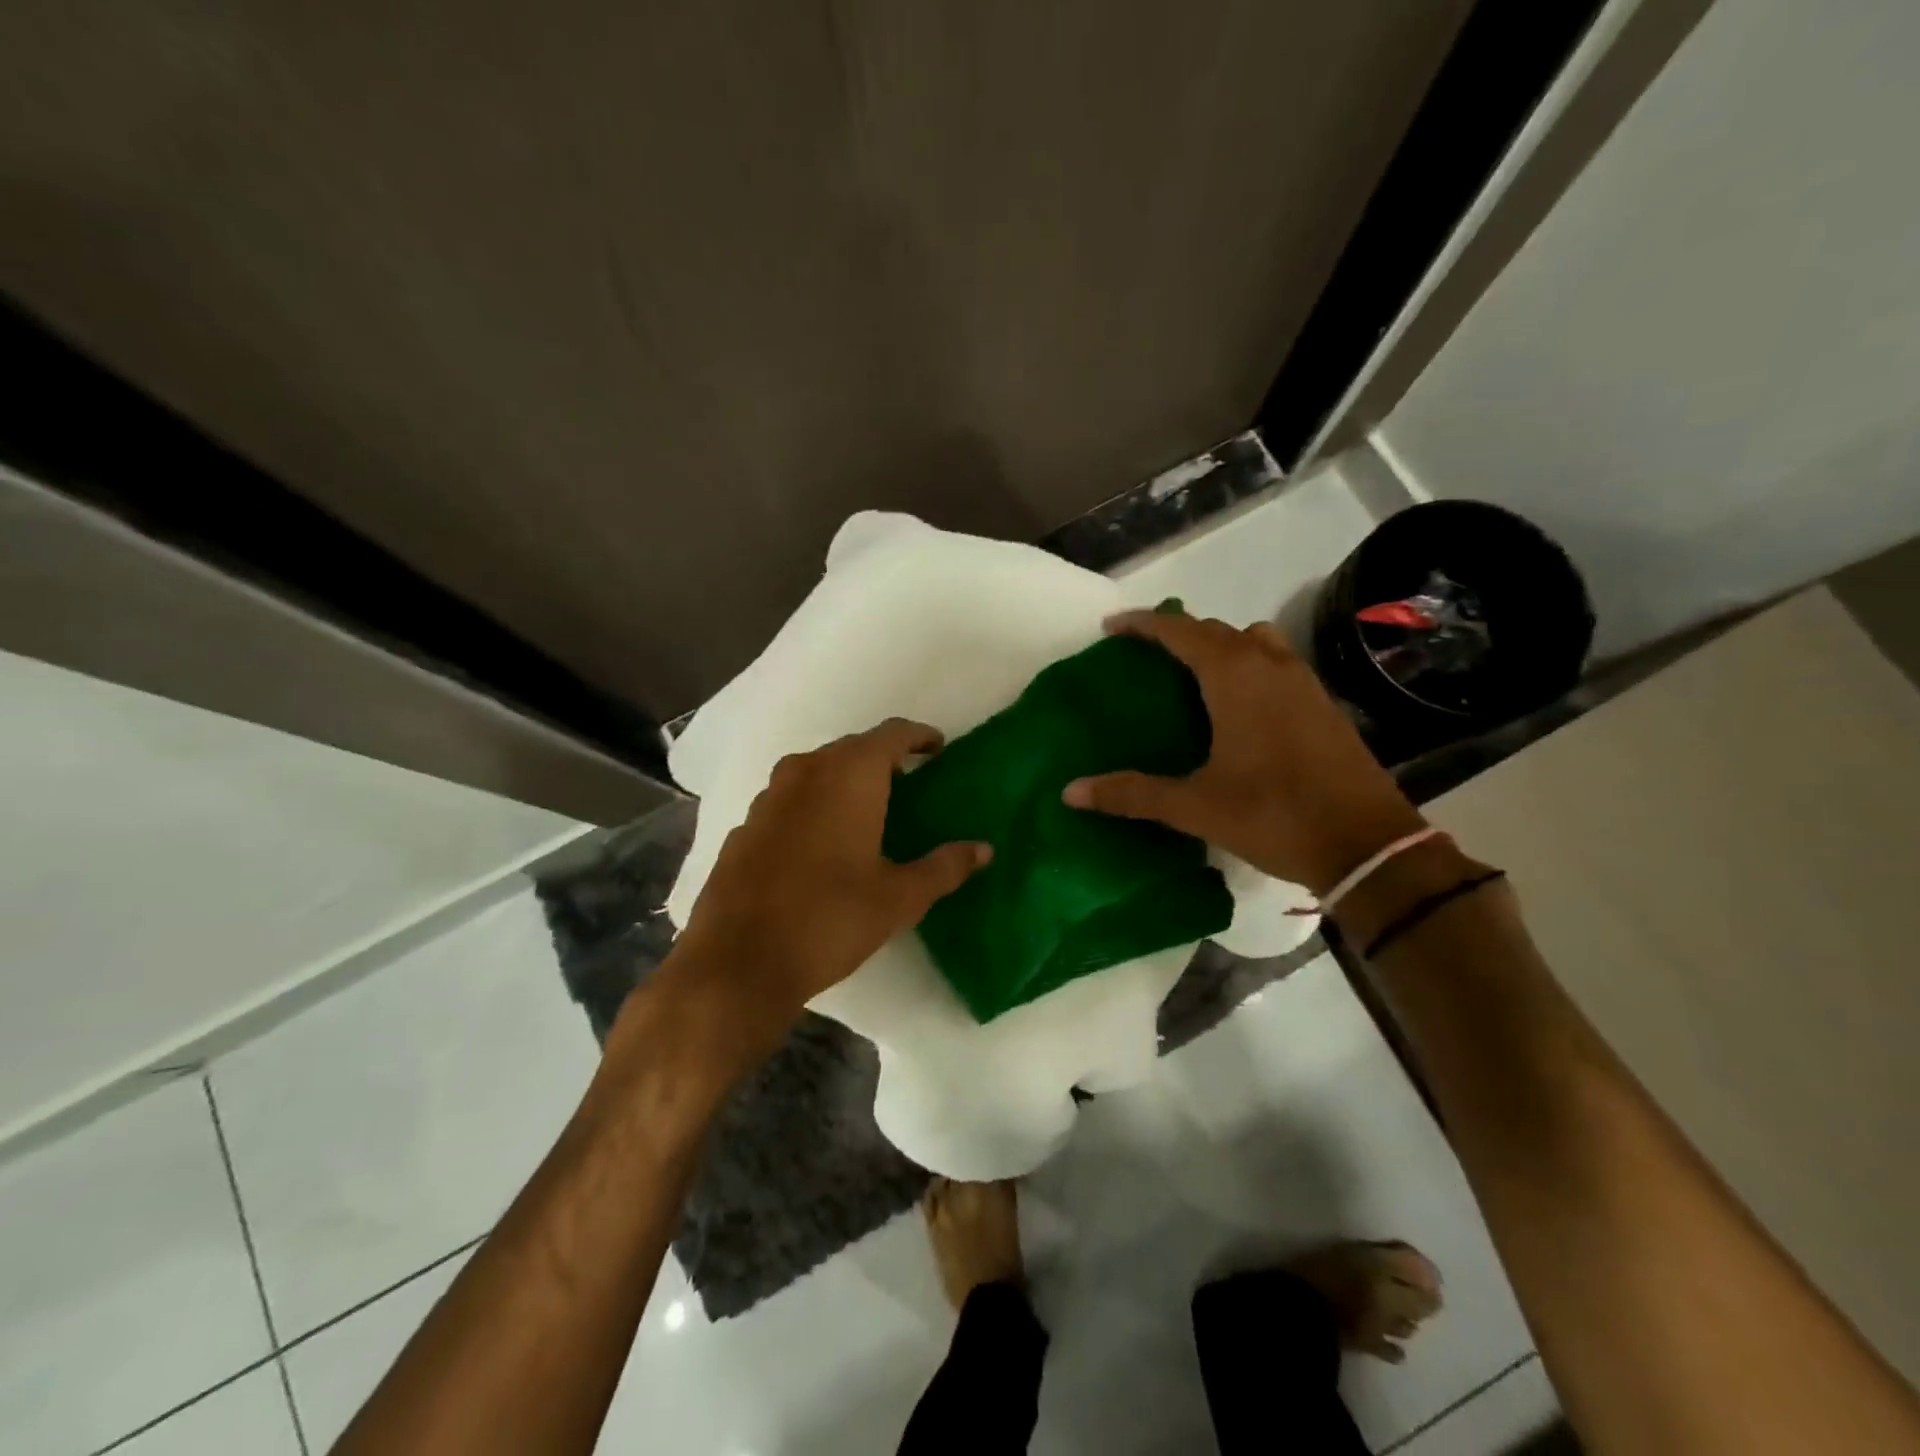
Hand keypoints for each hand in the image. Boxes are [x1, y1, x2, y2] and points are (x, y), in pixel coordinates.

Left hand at [670, 718, 990, 1046]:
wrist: (738, 962)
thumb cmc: (831, 919)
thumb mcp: (899, 897)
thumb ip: (944, 867)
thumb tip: (983, 850)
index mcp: (849, 776)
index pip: (892, 734)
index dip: (919, 737)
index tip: (938, 748)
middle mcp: (806, 771)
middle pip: (852, 748)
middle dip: (883, 759)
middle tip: (910, 783)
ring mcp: (769, 797)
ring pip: (817, 771)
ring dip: (845, 780)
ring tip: (868, 810)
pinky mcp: (745, 825)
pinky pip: (790, 798)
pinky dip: (813, 805)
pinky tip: (821, 842)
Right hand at [1062, 611, 1424, 895]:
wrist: (1366, 844)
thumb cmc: (1274, 814)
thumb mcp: (1195, 806)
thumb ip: (1132, 793)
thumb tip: (1071, 792)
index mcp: (1235, 678)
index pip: (1180, 631)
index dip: (1143, 624)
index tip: (1113, 627)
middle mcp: (1270, 666)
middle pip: (1217, 630)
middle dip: (1178, 634)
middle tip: (1146, 657)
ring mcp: (1303, 682)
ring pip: (1254, 641)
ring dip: (1221, 645)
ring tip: (1193, 676)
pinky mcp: (1322, 705)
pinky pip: (1277, 663)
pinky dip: (1249, 666)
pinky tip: (1238, 706)